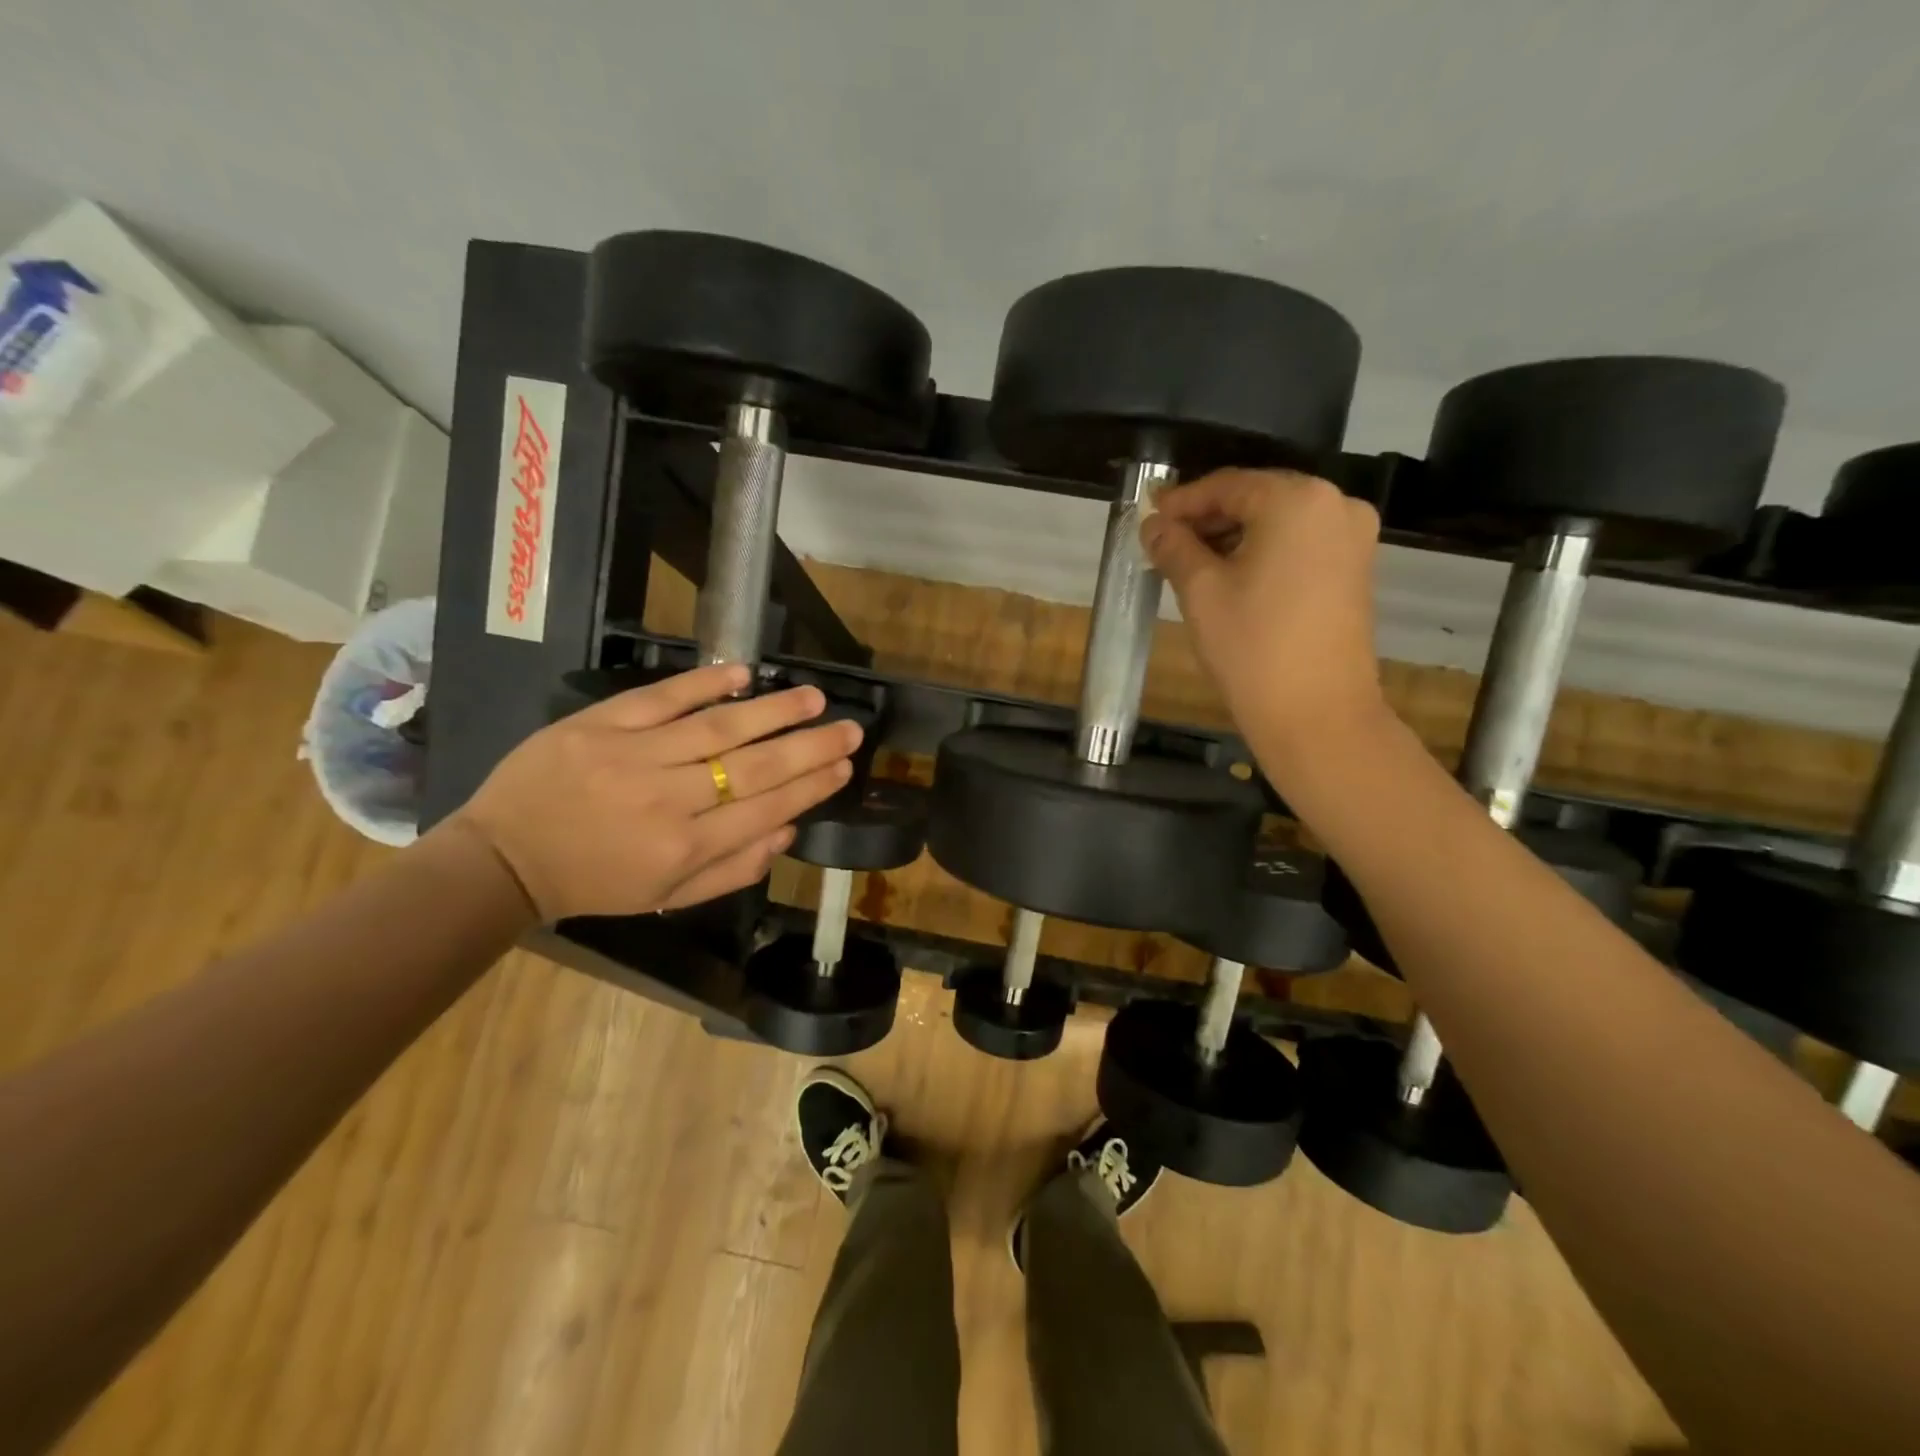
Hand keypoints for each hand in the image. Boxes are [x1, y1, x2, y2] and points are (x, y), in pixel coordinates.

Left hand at [453, 665, 859, 920]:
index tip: (844, 766)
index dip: (812, 786)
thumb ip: (732, 870)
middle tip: (850, 729)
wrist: (503, 859)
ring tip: (814, 698)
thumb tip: (788, 830)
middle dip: (810, 747)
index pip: (766, 810)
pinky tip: (744, 673)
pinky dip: (705, 683)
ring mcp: (633, 756)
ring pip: (719, 728)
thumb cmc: (594, 882)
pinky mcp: (601, 724)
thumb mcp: (667, 897)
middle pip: (754, 767)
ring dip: (773, 710)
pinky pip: (662, 698)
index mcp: (685, 849)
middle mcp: (668, 801)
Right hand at [1142, 468, 1387, 756]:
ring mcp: (1352, 538)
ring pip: (1278, 522)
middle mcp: (1335, 505)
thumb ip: (1174, 546)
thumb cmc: (1253, 646)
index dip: (1182, 501)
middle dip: (1208, 518)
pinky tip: (1229, 576)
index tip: (1147, 516)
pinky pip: (1298, 545)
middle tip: (1164, 541)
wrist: (1317, 714)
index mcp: (1297, 500)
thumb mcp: (1200, 591)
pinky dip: (1261, 553)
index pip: (1227, 485)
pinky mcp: (1354, 570)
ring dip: (1232, 537)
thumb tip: (1153, 524)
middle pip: (1256, 498)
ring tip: (1190, 563)